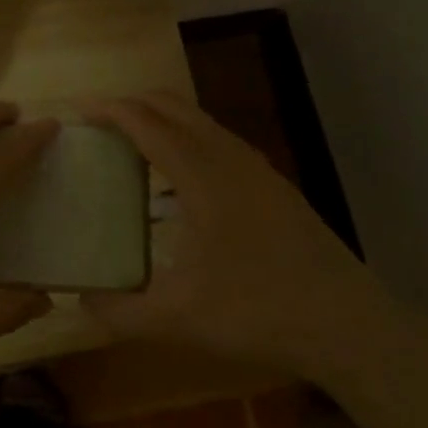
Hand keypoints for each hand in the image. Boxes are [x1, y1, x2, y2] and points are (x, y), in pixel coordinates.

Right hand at [83, 93, 377, 373]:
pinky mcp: (274, 183)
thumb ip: (121, 311)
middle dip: (132, 104)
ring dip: (162, 118)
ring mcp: (256, 167)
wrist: (348, 324)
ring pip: (200, 119)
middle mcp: (228, 157)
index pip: (146, 123)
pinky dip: (188, 136)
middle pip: (172, 105)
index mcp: (201, 176)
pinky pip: (219, 139)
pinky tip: (182, 178)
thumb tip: (79, 301)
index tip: (78, 113)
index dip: (110, 111)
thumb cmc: (259, 312)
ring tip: (134, 145)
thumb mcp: (179, 319)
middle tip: (100, 126)